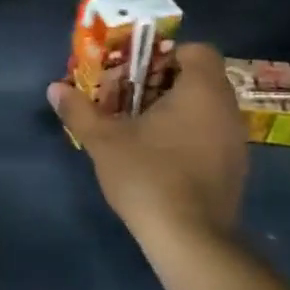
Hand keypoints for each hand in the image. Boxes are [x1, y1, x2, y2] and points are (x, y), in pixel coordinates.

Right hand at [48, 42, 247, 246]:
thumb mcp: (103, 140)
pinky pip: (211, 136)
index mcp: (201, 90)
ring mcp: (236, 141)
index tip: (136, 71)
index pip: (197, 50)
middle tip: (128, 99)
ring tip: (139, 129)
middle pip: (199, 79)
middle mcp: (227, 109)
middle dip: (162, 84)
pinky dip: (188, 136)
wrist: (190, 239)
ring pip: (205, 109)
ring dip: (175, 111)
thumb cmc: (148, 175)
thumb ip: (79, 110)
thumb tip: (54, 88)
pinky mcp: (234, 170)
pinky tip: (160, 158)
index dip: (166, 55)